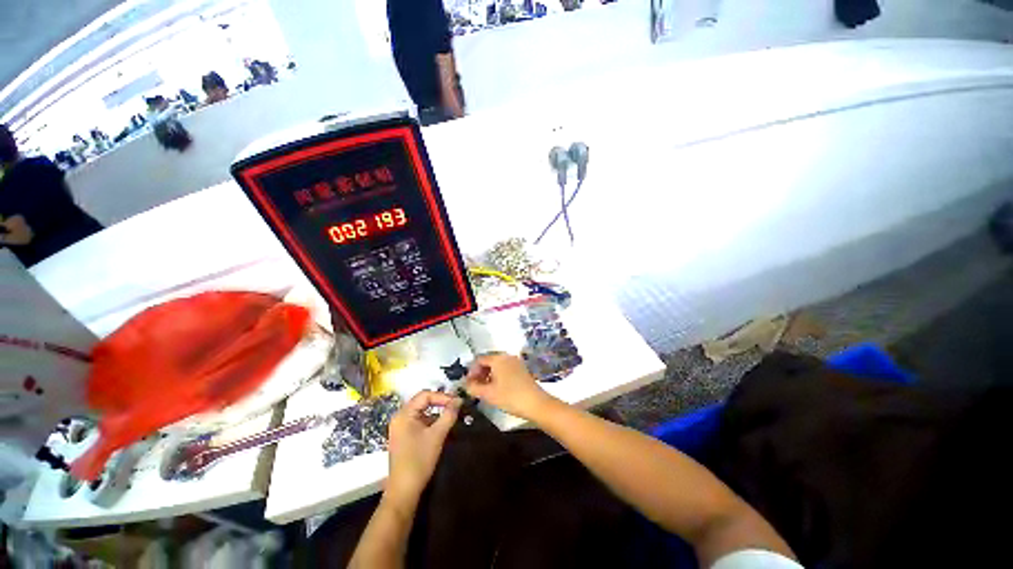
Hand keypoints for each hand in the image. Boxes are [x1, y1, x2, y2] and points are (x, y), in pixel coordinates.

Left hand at [385, 390, 460, 502]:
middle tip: (456, 407)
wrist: (404, 491)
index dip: (442, 396)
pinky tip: (442, 427)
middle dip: (440, 403)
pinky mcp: (404, 436)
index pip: (425, 395)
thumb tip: (459, 400)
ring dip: (437, 412)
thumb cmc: (419, 460)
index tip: (457, 402)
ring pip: (422, 412)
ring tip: (451, 416)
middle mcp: (400, 417)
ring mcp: (400, 427)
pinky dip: (431, 421)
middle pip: (422, 401)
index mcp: (404, 414)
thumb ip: (449, 415)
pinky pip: (419, 421)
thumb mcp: (437, 435)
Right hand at [465, 354, 555, 419]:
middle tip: (474, 387)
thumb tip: (465, 385)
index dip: (471, 371)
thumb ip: (473, 388)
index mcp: (498, 358)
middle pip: (488, 361)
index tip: (467, 384)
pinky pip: (505, 369)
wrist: (536, 403)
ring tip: (484, 389)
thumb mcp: (488, 394)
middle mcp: (507, 356)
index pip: (479, 360)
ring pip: (497, 365)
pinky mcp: (521, 369)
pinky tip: (496, 388)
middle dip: (479, 373)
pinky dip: (497, 376)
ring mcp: (515, 362)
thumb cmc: (510, 397)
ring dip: (488, 375)